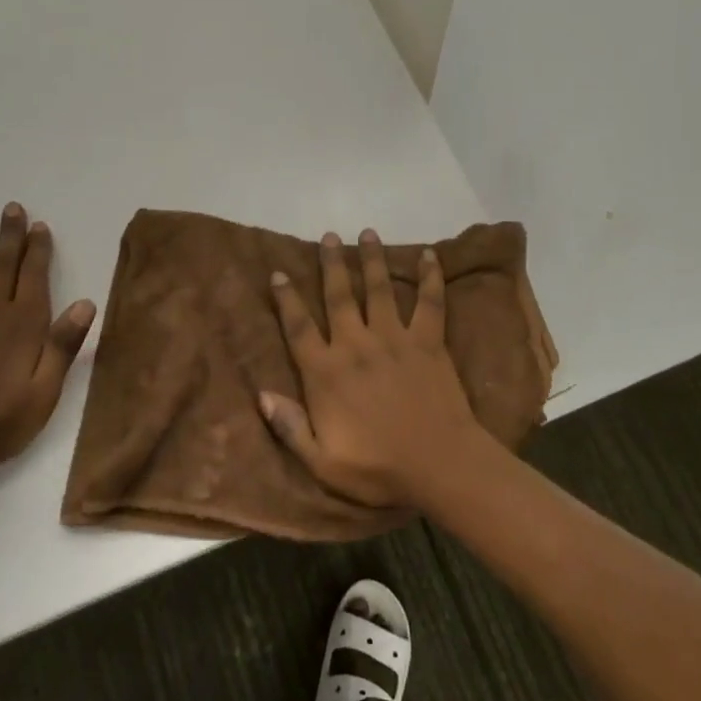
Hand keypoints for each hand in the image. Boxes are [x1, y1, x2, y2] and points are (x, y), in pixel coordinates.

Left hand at [0, 203, 96, 474]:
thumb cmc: (0, 422)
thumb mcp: (45, 392)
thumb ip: (63, 345)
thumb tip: (86, 302)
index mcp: (23, 324)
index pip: (33, 275)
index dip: (37, 248)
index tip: (39, 225)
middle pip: (0, 263)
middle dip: (8, 234)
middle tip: (11, 207)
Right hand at [261, 229, 490, 509]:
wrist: (438, 464)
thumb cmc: (377, 468)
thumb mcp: (322, 462)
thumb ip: (290, 427)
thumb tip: (261, 395)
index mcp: (327, 373)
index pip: (299, 328)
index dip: (286, 299)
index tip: (279, 274)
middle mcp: (357, 345)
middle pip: (339, 295)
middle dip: (332, 263)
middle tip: (328, 237)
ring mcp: (395, 338)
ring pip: (380, 289)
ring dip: (372, 259)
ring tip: (367, 232)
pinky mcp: (428, 341)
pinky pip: (430, 302)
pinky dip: (430, 277)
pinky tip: (430, 254)